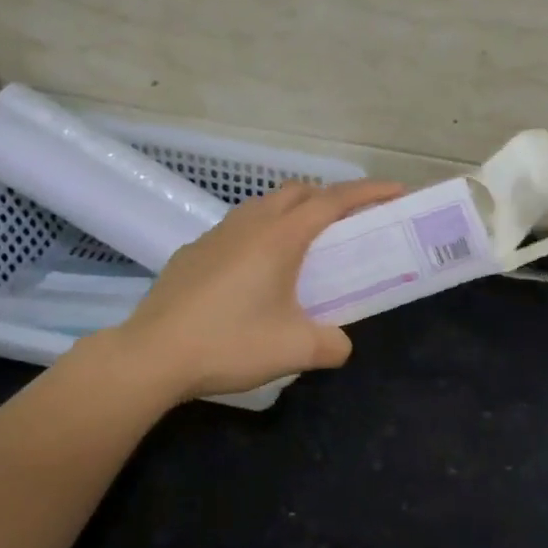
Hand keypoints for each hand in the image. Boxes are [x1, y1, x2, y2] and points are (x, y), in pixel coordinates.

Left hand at [93, 178, 403, 400]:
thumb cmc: (229, 343)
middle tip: (349, 224)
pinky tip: (255, 272)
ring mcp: (217, 234)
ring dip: (292, 212)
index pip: (334, 200)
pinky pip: (239, 228)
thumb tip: (342, 344)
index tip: (396, 191)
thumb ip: (331, 345)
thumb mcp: (294, 350)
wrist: (151, 355)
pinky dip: (261, 233)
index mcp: (281, 237)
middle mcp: (251, 224)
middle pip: (299, 191)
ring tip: (303, 247)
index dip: (368, 192)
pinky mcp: (194, 251)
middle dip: (329, 197)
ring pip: (265, 205)